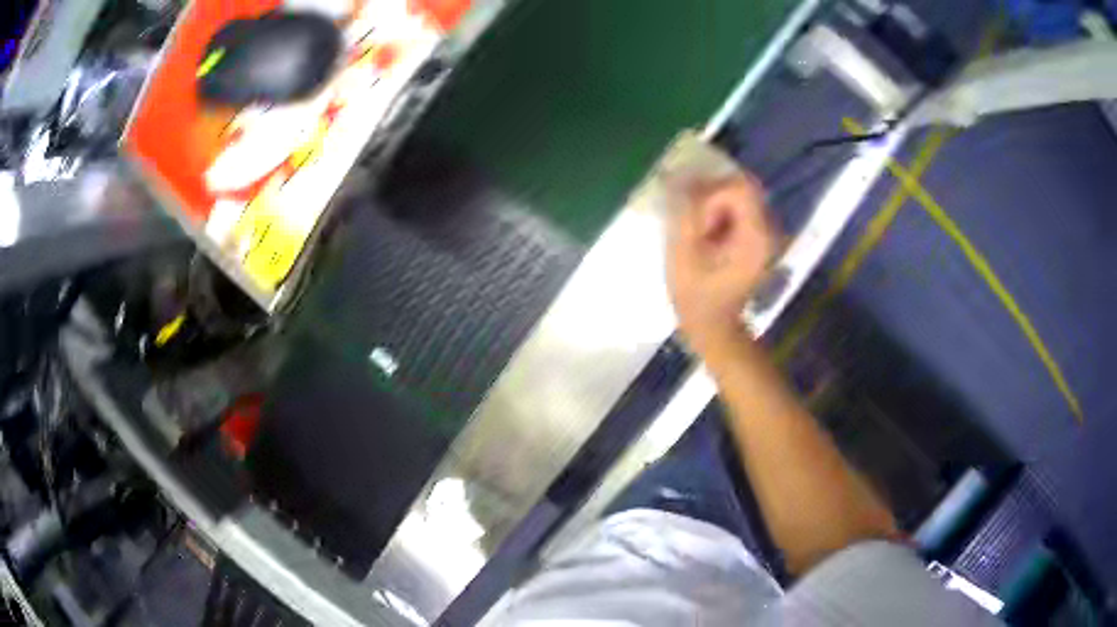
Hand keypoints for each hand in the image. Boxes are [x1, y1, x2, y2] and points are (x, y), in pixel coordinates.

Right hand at [667, 173, 776, 352]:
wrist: (713, 327)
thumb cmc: (696, 296)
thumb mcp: (683, 253)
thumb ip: (684, 211)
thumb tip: (679, 176)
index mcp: (755, 235)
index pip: (738, 188)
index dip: (711, 196)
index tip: (699, 225)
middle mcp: (768, 228)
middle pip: (742, 186)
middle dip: (711, 196)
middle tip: (694, 223)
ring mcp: (764, 232)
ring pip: (739, 194)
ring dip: (713, 204)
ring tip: (699, 232)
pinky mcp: (755, 235)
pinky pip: (738, 207)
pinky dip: (718, 211)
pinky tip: (706, 234)